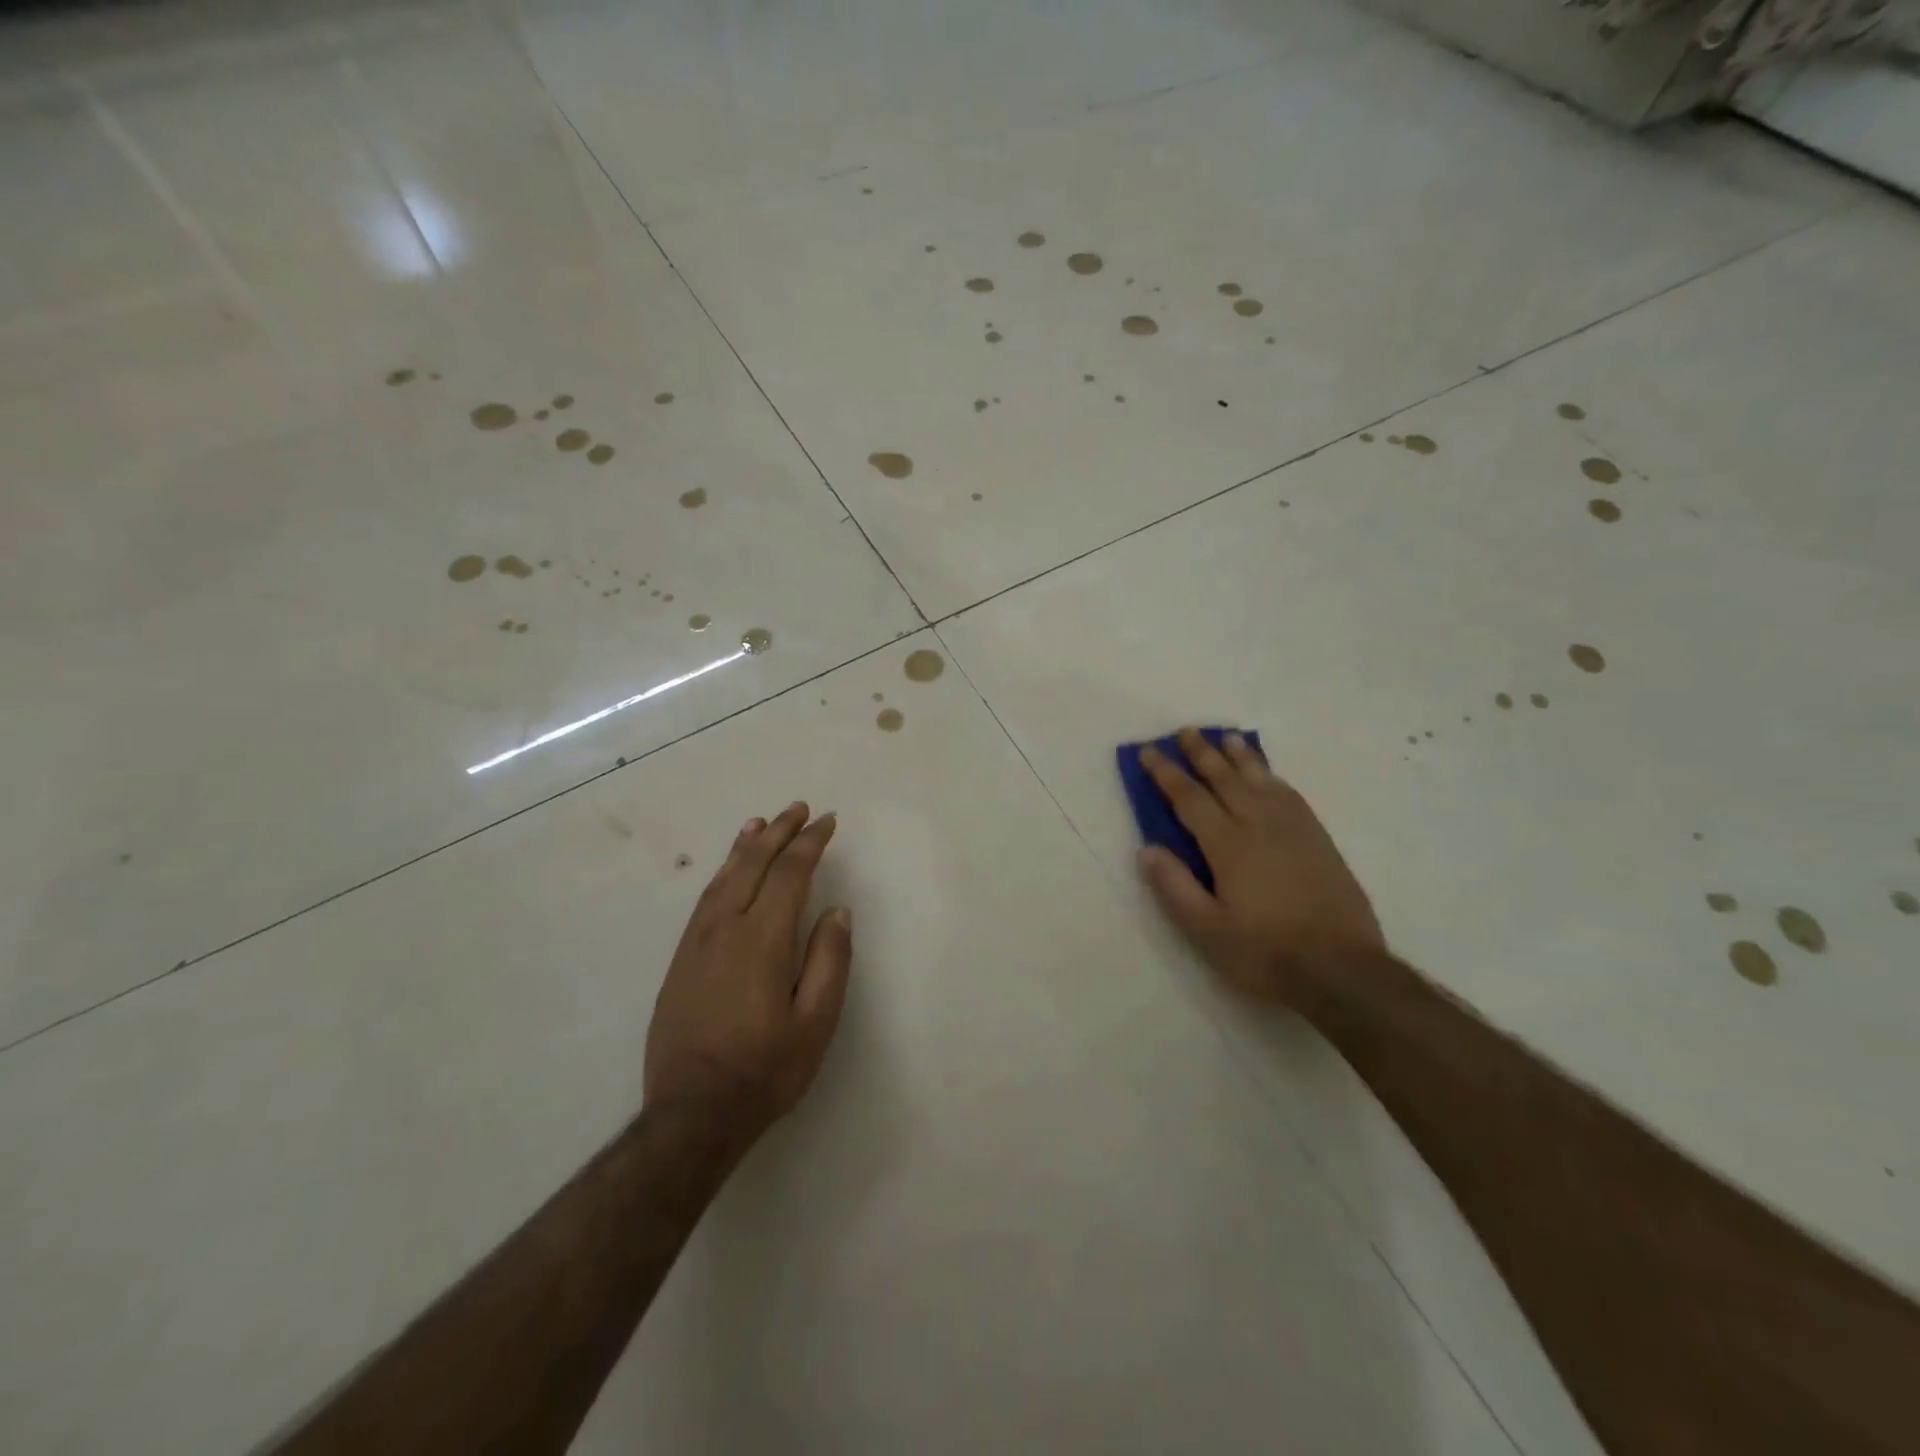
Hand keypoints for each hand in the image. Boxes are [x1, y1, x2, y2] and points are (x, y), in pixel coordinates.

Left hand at [644, 802, 852, 1146]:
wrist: (690, 1115)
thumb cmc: (764, 1071)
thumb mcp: (816, 1023)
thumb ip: (830, 961)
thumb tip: (837, 911)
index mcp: (763, 940)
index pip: (789, 874)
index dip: (810, 843)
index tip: (827, 821)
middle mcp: (725, 929)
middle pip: (753, 864)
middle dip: (779, 833)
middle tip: (799, 808)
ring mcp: (697, 943)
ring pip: (723, 877)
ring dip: (746, 846)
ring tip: (761, 824)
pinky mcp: (680, 960)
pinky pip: (704, 900)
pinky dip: (721, 873)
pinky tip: (728, 870)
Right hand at [1137, 728, 1383, 1007]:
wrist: (1342, 970)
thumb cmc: (1265, 953)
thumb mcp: (1207, 931)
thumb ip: (1175, 887)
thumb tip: (1147, 848)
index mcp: (1228, 846)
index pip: (1189, 798)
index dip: (1166, 773)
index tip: (1149, 751)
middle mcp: (1260, 826)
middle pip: (1226, 779)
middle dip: (1203, 753)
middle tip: (1186, 731)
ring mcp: (1294, 830)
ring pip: (1262, 781)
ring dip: (1241, 757)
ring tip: (1228, 738)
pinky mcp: (1319, 841)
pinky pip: (1291, 796)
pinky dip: (1273, 778)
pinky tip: (1269, 776)